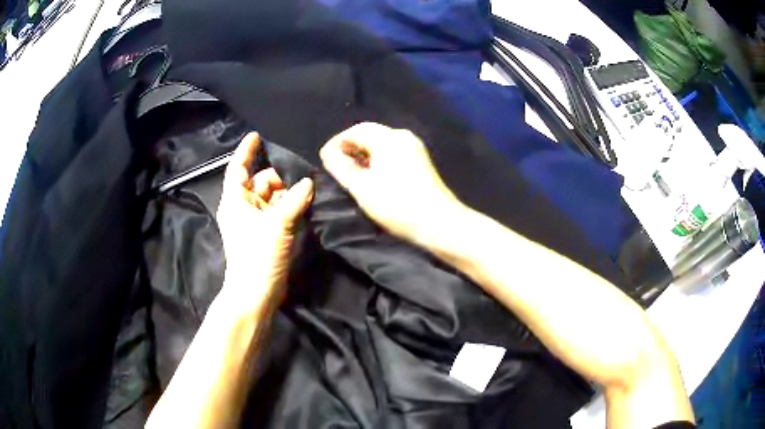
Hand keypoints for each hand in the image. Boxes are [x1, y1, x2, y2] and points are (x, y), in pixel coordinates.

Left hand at [216, 133, 313, 313]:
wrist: (255, 292)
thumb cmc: (258, 255)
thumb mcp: (277, 223)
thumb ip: (295, 199)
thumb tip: (308, 182)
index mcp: (235, 200)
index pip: (238, 167)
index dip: (247, 150)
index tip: (257, 135)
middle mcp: (243, 207)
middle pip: (261, 181)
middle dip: (279, 178)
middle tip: (300, 179)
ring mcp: (255, 221)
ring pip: (272, 197)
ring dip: (287, 194)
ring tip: (306, 193)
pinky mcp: (266, 233)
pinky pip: (278, 211)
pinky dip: (289, 207)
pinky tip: (304, 204)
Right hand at [319, 122, 460, 241]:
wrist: (438, 223)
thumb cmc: (396, 204)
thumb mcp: (361, 187)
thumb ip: (340, 166)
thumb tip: (328, 152)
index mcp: (388, 137)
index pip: (355, 130)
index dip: (337, 142)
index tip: (324, 159)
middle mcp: (403, 136)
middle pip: (370, 134)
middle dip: (350, 147)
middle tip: (335, 166)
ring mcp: (415, 148)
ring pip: (381, 144)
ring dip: (363, 154)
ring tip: (350, 172)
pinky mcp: (420, 161)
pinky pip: (392, 153)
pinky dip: (377, 160)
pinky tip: (371, 175)